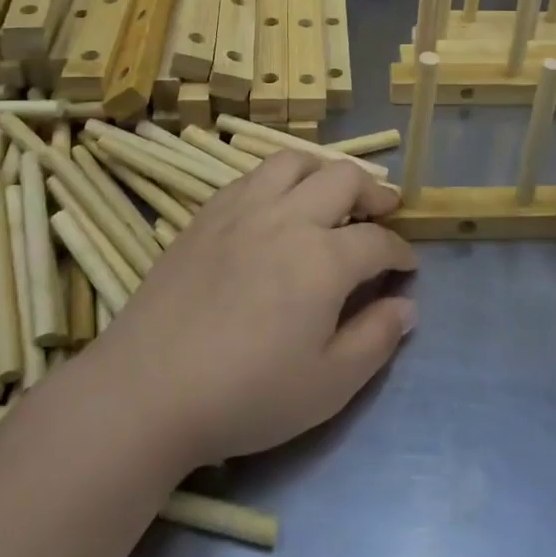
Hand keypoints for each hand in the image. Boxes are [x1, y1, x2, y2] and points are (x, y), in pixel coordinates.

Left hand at [88, 151, 418, 469]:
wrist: (149, 388)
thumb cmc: (246, 394)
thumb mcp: (328, 385)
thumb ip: (375, 339)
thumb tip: (406, 306)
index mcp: (324, 258)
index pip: (378, 240)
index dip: (400, 252)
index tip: (406, 266)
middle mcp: (288, 218)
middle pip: (343, 178)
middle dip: (374, 191)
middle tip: (383, 210)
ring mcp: (243, 209)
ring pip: (293, 161)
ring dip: (323, 170)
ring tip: (331, 194)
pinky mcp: (207, 214)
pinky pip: (252, 175)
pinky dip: (279, 179)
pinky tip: (276, 206)